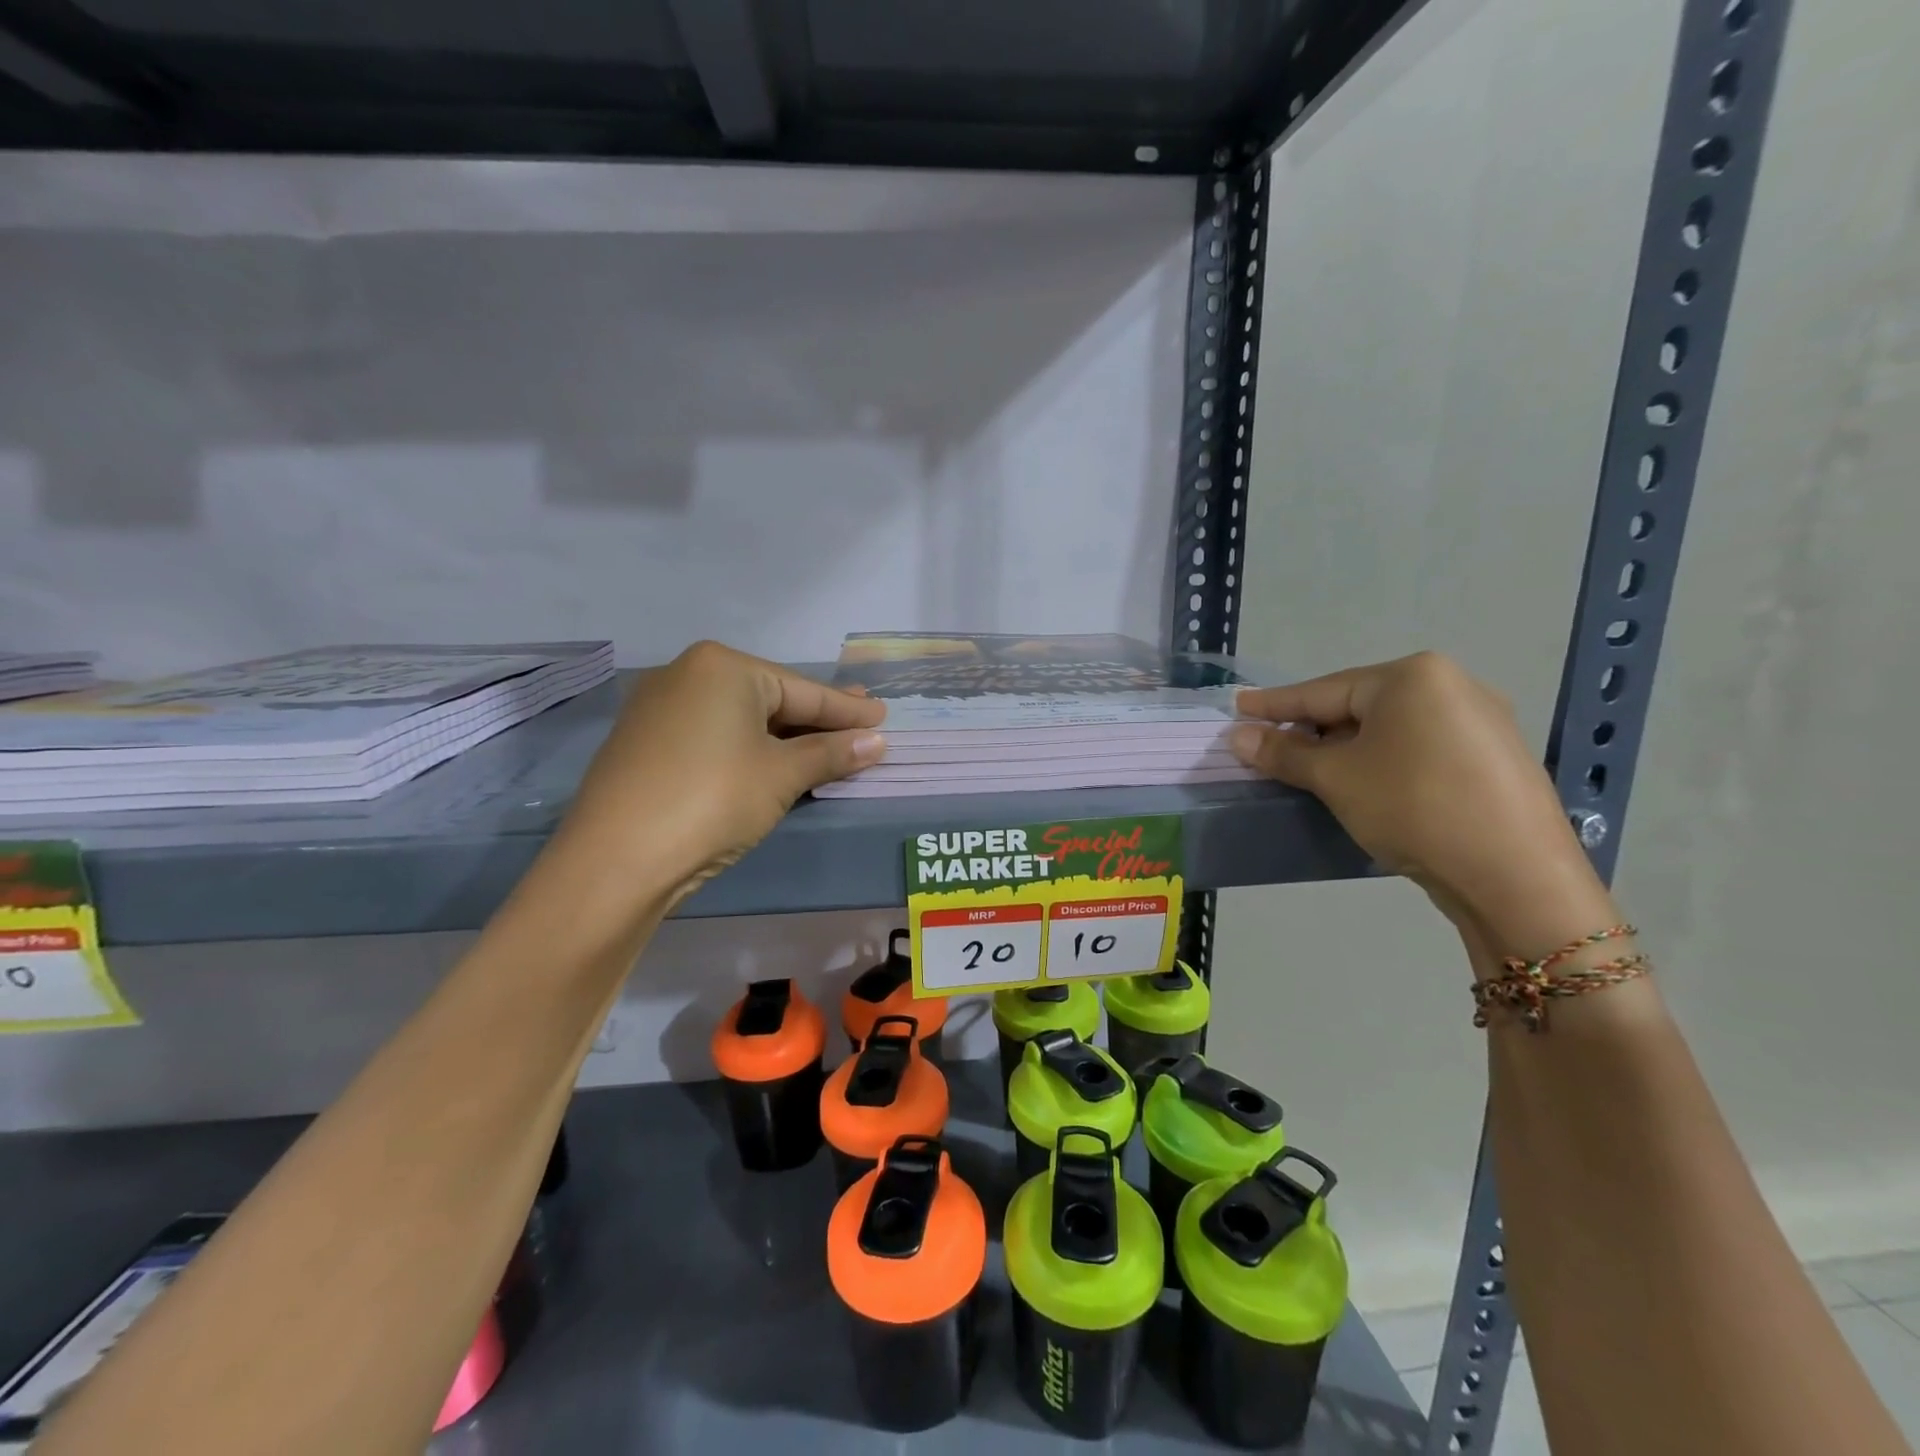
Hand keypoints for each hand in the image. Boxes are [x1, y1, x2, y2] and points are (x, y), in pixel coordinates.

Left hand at [554, 642, 885, 911]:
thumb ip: (831, 753)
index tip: (883, 715)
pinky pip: (713, 736)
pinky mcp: (644, 743)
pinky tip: (770, 761)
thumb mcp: (781, 776)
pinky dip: (748, 748)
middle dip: (817, 718)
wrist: (615, 860)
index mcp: (722, 667)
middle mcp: (686, 674)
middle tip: (862, 723)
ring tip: (824, 744)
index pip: (802, 690)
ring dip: (784, 737)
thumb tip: (875, 741)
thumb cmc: (712, 800)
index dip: (847, 709)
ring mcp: (659, 708)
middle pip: (770, 699)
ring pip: (740, 719)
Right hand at [1229, 652, 1614, 956]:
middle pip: (1359, 706)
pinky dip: (1383, 761)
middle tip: (1271, 747)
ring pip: (1390, 729)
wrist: (1515, 875)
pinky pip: (1420, 747)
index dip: (1274, 704)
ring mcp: (1481, 722)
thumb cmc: (1413, 807)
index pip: (1323, 690)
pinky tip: (1366, 783)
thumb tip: (1238, 736)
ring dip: (1346, 748)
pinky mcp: (1494, 759)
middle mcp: (1452, 686)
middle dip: (1312, 729)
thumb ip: (1284, 753)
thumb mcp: (1336, 778)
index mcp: (1412, 677)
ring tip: (1312, 769)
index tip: (1238, 706)